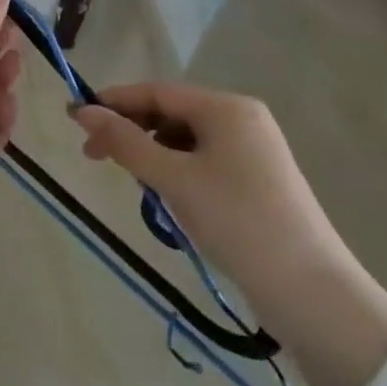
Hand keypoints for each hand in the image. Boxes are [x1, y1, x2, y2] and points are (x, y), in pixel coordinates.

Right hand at [74, 82, 386, 385]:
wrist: (311, 293)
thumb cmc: (236, 221)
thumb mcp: (173, 179)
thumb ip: (124, 142)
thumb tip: (82, 111)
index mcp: (226, 107)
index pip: (156, 92)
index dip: (113, 102)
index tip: (75, 119)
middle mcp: (242, 118)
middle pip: (171, 113)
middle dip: (131, 131)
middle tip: (94, 157)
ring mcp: (255, 150)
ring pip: (186, 139)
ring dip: (153, 154)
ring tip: (134, 184)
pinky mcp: (259, 180)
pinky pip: (205, 160)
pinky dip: (178, 171)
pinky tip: (167, 197)